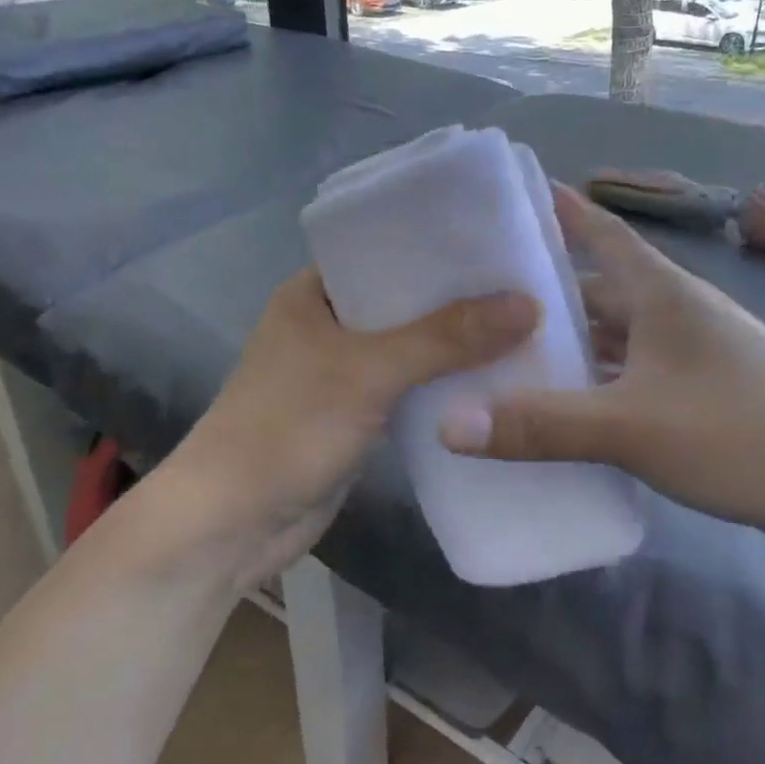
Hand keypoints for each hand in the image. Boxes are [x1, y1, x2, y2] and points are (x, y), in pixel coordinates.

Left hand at [160, 270, 538, 586]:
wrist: (235, 522)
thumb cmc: (288, 428)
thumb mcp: (368, 372)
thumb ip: (446, 338)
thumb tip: (529, 304)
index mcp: (313, 292)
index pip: (384, 249)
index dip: (439, 245)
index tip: (500, 240)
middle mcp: (327, 324)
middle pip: (404, 300)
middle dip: (458, 298)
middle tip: (528, 283)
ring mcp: (342, 372)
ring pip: (410, 347)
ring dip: (456, 345)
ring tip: (527, 326)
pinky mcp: (357, 415)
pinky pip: (409, 388)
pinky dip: (443, 384)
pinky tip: (494, 380)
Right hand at [439, 186, 764, 544]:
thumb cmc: (751, 434)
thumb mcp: (636, 427)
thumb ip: (542, 424)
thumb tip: (447, 425)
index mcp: (661, 293)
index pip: (597, 229)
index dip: (550, 210)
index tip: (493, 204)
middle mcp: (673, 316)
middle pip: (593, 291)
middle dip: (535, 297)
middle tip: (465, 306)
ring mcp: (688, 361)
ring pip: (608, 344)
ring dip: (561, 352)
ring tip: (493, 364)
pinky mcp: (697, 404)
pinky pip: (625, 386)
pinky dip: (589, 394)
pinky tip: (554, 418)